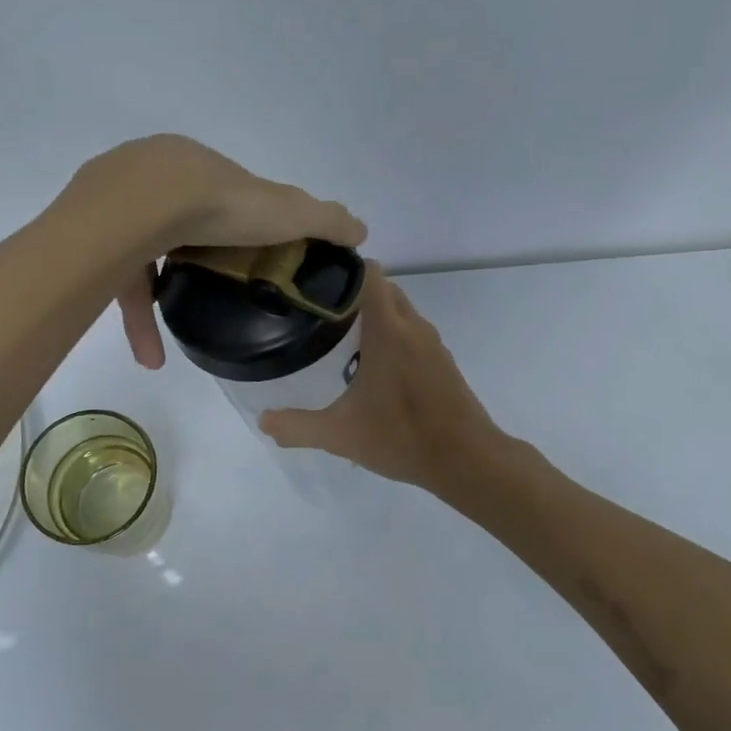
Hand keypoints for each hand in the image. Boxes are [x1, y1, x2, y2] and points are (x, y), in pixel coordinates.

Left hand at [74, 135, 365, 368]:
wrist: (139, 207)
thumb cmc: (219, 203)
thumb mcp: (286, 211)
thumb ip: (324, 219)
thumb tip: (362, 229)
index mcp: (194, 166)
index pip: (218, 196)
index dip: (236, 227)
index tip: (249, 259)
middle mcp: (149, 177)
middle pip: (176, 225)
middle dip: (193, 262)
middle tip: (213, 296)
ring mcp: (113, 207)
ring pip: (140, 258)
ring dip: (157, 306)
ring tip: (167, 351)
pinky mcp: (90, 241)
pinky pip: (117, 284)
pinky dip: (136, 321)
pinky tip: (150, 357)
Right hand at [259, 266, 501, 494]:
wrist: (467, 459)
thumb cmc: (402, 437)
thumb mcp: (340, 435)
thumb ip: (298, 427)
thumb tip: (263, 422)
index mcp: (388, 331)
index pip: (370, 274)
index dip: (343, 271)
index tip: (316, 283)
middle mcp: (413, 327)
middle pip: (384, 289)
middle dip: (354, 294)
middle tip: (321, 315)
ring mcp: (433, 344)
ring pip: (401, 312)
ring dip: (376, 316)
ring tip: (343, 339)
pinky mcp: (443, 363)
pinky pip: (413, 334)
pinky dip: (394, 337)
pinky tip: (375, 369)